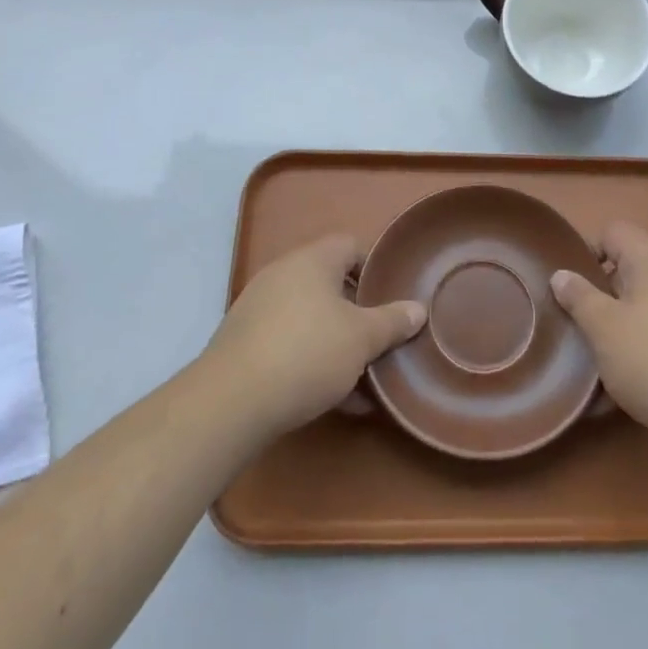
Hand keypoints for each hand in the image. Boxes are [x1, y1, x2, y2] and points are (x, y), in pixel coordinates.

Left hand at [204, 234, 426, 435]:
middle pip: (330, 284)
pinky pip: (290, 344)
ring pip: (310, 318)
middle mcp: (283, 275)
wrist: (230, 403)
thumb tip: (418, 309)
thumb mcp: (362, 339)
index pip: (351, 245)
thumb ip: (392, 322)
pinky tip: (336, 398)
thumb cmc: (307, 353)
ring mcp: (259, 309)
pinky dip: (313, 362)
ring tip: (364, 375)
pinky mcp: (244, 344)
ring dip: (337, 341)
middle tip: (382, 336)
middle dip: (358, 311)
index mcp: (312, 260)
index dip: (375, 266)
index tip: (393, 295)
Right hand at [551, 221, 647, 450]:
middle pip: (632, 266)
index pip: (616, 232)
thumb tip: (562, 274)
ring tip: (607, 351)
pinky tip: (637, 372)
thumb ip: (579, 297)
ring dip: (625, 318)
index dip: (590, 250)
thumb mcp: (603, 328)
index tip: (576, 287)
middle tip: (585, 321)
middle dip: (605, 290)